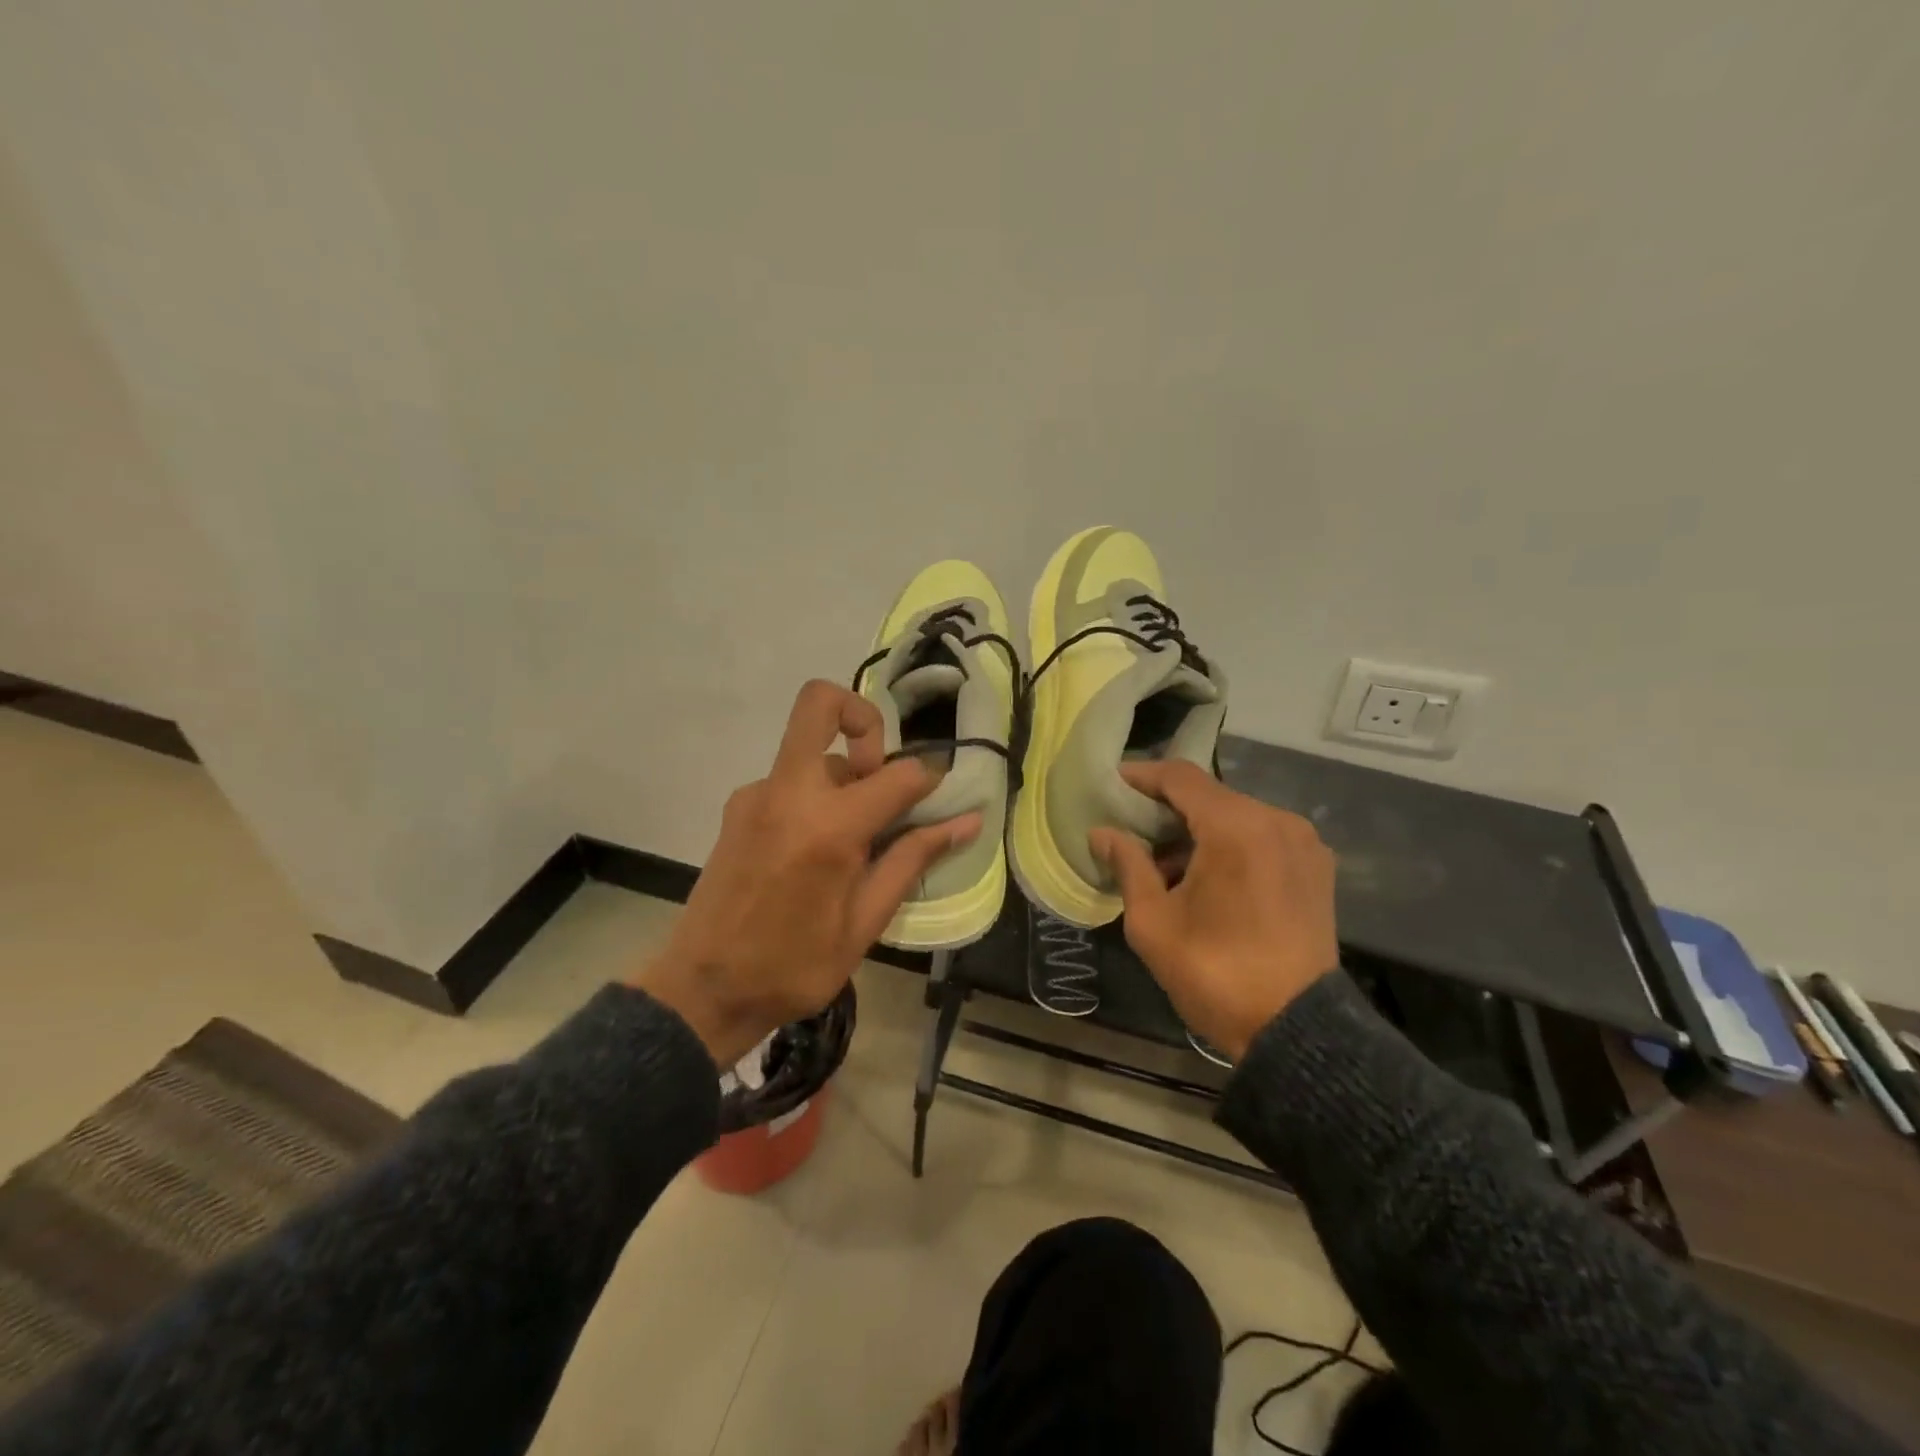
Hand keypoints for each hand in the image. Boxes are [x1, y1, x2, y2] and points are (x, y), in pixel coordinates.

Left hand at [634, 680, 981, 1065]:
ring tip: (851, 845)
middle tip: (880, 778)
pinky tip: (815, 855)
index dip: (930, 782)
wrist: (702, 990)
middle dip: (864, 721)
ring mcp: (756, 794)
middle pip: (821, 703)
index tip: (938, 803)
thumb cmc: (794, 966)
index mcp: (829, 827)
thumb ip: (913, 859)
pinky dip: (816, 798)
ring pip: (811, 750)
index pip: (899, 774)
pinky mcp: (738, 807)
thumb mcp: (865, 922)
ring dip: (843, 776)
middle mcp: (788, 792)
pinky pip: (790, 781)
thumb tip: (967, 821)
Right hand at [1091, 761, 1337, 1061]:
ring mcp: (1303, 844)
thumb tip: (1102, 833)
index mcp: (1236, 828)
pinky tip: (1207, 878)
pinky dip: (1230, 845)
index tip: (1113, 784)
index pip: (1182, 778)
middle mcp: (1276, 821)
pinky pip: (1262, 838)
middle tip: (1132, 829)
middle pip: (1211, 796)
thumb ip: (1128, 865)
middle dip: (1168, 809)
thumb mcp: (1153, 922)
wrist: (1296, 1030)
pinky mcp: (1317, 868)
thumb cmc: (1215, 972)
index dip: (1143, 776)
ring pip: (1238, 817)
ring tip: (1165, 864)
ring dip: (1199, 830)